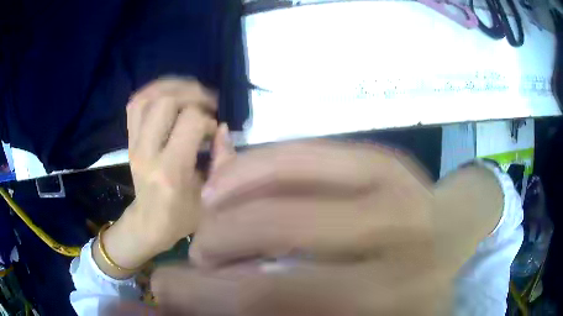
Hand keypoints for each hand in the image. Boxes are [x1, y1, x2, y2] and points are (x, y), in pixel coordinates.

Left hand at [93, 78, 233, 278]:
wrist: (148, 224)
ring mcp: (134, 144)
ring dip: (171, 87)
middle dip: (192, 95)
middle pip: (165, 102)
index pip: (190, 122)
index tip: (214, 133)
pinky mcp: (129, 140)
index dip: (208, 120)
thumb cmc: (181, 216)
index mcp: (170, 170)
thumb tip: (223, 127)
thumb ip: (221, 160)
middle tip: (207, 104)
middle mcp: (147, 152)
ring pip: (147, 98)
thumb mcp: (209, 196)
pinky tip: (169, 93)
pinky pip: (135, 104)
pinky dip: (152, 91)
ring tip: (190, 91)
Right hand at [152, 141, 451, 314]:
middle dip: (214, 249)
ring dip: (230, 202)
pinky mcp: (387, 162)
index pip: (274, 302)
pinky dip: (261, 165)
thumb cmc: (397, 293)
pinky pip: (308, 153)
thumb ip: (271, 304)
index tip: (164, 290)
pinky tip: (237, 181)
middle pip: (277, 246)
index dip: (204, 298)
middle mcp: (401, 255)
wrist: (447, 242)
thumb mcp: (340, 313)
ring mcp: (399, 196)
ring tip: (209, 217)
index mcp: (385, 303)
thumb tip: (198, 298)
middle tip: (196, 256)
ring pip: (287, 185)